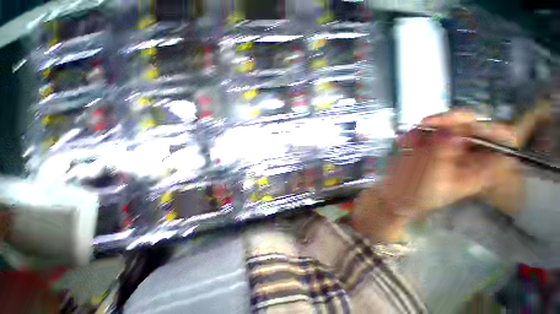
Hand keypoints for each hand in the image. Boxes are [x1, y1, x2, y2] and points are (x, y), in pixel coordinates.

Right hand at [352, 106, 545, 241]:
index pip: (501, 140)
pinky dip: (416, 132)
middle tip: (425, 127)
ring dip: (428, 128)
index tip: (463, 128)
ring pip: (448, 124)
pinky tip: (404, 140)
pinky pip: (427, 129)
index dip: (489, 129)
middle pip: (472, 125)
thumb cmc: (416, 197)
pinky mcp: (428, 143)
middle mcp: (468, 153)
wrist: (393, 197)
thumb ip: (443, 154)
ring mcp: (447, 146)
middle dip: (449, 122)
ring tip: (409, 140)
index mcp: (480, 167)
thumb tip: (451, 129)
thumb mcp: (434, 180)